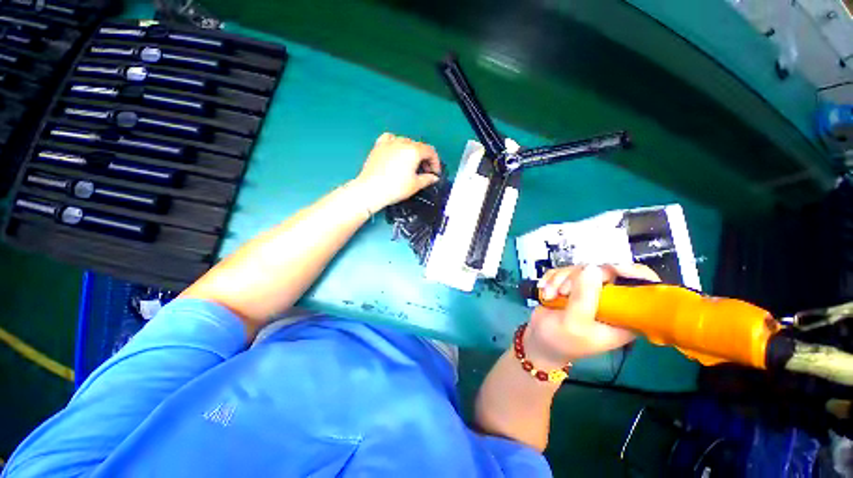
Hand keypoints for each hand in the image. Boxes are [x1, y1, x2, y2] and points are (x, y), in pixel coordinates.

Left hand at [350, 133, 441, 212]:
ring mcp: (389, 143)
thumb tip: (434, 178)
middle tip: (425, 172)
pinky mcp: (378, 146)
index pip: (430, 151)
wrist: (371, 190)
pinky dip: (397, 144)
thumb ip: (428, 179)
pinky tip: (397, 152)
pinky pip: (390, 139)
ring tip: (411, 165)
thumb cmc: (394, 188)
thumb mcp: (415, 185)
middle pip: (419, 146)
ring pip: (406, 142)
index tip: (435, 173)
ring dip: (412, 152)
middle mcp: (402, 142)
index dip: (435, 162)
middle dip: (425, 159)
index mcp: (413, 150)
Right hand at [524, 264, 660, 366]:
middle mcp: (610, 302)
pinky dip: (552, 278)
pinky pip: (564, 271)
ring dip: (559, 280)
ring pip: (580, 270)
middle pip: (604, 272)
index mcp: (624, 317)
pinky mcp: (573, 287)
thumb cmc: (560, 341)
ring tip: (550, 295)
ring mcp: (590, 292)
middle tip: (562, 291)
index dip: (632, 273)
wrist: (538, 342)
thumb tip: (592, 268)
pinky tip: (545, 291)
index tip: (609, 268)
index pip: (642, 289)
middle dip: (576, 278)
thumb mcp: (574, 324)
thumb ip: (584, 298)